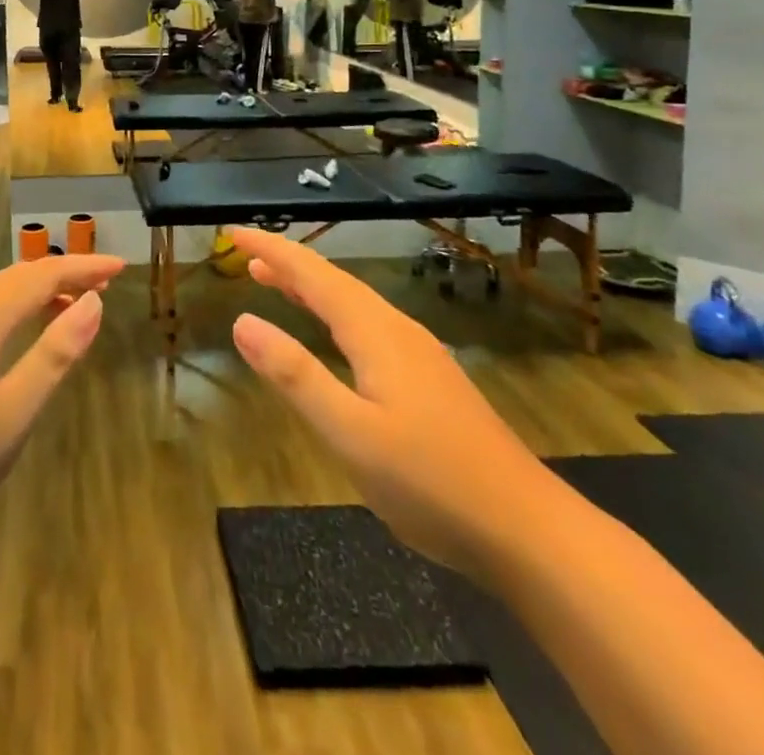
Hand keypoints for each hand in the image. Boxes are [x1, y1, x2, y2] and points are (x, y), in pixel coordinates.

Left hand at [0, 254, 125, 562]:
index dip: (82, 267)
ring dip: (37, 288)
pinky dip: (13, 306)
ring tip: (73, 302)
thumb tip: (93, 302)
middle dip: (63, 272)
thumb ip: (53, 356)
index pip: (40, 277)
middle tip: (105, 281)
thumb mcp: (11, 416)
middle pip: (16, 277)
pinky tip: (21, 332)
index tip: (120, 267)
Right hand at [226, 228, 559, 580]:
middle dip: (288, 265)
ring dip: (311, 289)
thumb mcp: (349, 432)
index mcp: (375, 332)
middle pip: (334, 282)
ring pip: (354, 303)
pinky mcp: (431, 380)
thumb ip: (294, 375)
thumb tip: (242, 321)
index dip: (272, 249)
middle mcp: (397, 330)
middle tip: (246, 256)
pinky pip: (369, 325)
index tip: (234, 231)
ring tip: (275, 283)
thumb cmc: (430, 481)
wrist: (529, 531)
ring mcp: (420, 355)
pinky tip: (336, 337)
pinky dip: (335, 314)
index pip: (312, 275)